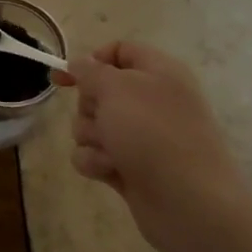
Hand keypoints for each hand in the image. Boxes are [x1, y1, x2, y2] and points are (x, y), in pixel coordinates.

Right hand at [57, 42, 251, 251]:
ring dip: (91, 138)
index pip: (119, 51)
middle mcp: (150, 101)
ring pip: (91, 126)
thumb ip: (91, 71)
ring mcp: (140, 137)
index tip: (64, 78)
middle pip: (98, 92)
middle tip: (103, 119)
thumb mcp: (117, 88)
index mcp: (157, 72)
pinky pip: (94, 155)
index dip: (90, 60)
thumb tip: (80, 64)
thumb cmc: (153, 134)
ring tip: (111, 152)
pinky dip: (96, 162)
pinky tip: (111, 171)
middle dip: (88, 107)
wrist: (187, 201)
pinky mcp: (128, 166)